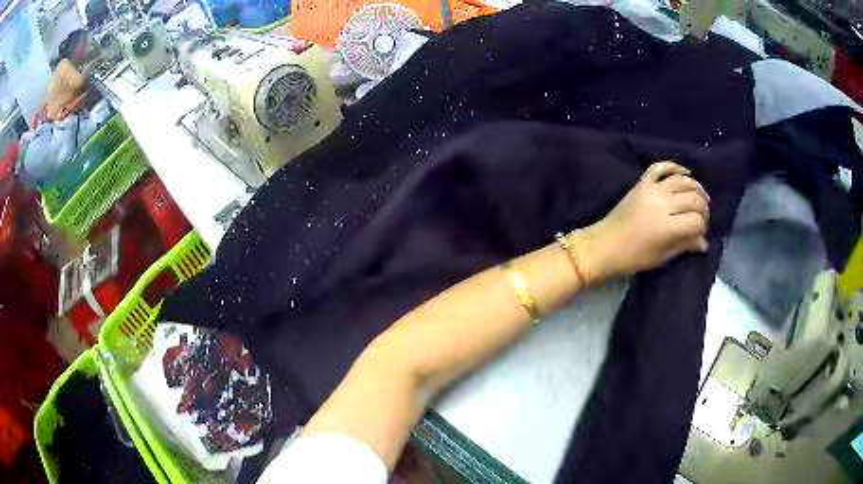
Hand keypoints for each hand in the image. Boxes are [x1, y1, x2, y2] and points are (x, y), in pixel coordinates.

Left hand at [573, 161, 709, 282]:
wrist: (604, 245)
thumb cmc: (633, 258)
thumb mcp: (662, 256)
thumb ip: (684, 245)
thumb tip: (704, 242)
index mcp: (667, 227)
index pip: (696, 221)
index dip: (703, 227)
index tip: (701, 233)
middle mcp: (662, 204)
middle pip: (693, 199)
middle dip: (703, 209)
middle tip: (703, 217)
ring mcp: (651, 190)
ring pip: (682, 181)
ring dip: (696, 187)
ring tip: (701, 197)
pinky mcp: (641, 183)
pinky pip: (660, 167)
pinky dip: (674, 167)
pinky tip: (685, 173)